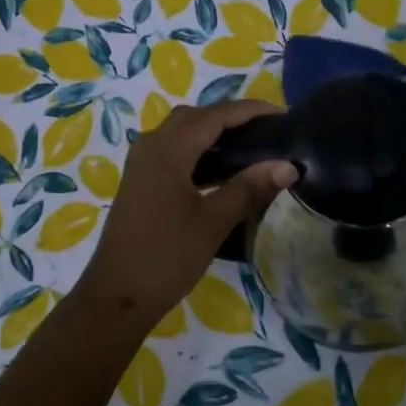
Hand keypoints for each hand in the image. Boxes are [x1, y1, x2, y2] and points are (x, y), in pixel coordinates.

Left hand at [74, 101, 297, 328]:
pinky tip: (219, 172)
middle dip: (230, 117)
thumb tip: (287, 165)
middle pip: (194, 117)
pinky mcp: (139, 182)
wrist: (117, 295)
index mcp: (168, 150)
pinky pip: (171, 151)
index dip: (249, 111)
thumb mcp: (213, 222)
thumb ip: (249, 188)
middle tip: (266, 131)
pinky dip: (197, 151)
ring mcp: (140, 164)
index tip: (282, 115)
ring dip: (212, 133)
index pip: (214, 116)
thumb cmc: (167, 256)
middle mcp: (150, 147)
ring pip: (180, 133)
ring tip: (249, 148)